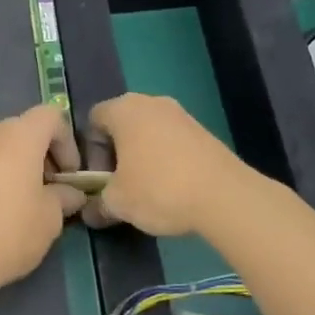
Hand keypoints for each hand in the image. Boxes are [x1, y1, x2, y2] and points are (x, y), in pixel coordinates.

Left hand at [0, 105, 86, 298]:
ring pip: (3, 147)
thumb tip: (70, 193)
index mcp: (19, 136)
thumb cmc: (9, 231)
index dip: (68, 141)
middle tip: (54, 189)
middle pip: (26, 130)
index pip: (51, 116)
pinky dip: (0, 176)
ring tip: (30, 202)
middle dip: (45, 154)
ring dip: (21, 166)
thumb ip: (64, 197)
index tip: (71, 175)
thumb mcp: (50, 218)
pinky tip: (2, 211)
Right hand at [81, 93, 252, 236]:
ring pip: (149, 133)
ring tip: (148, 190)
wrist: (224, 195)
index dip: (90, 151)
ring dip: (142, 157)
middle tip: (120, 185)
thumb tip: (90, 212)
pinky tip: (173, 188)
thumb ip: (97, 204)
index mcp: (124, 109)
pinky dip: (166, 159)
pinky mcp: (203, 130)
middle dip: (116, 154)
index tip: (100, 178)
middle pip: (122, 124)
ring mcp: (181, 114)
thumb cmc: (159, 189)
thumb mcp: (118, 203)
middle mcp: (151, 102)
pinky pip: (172, 141)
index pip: (93, 120)